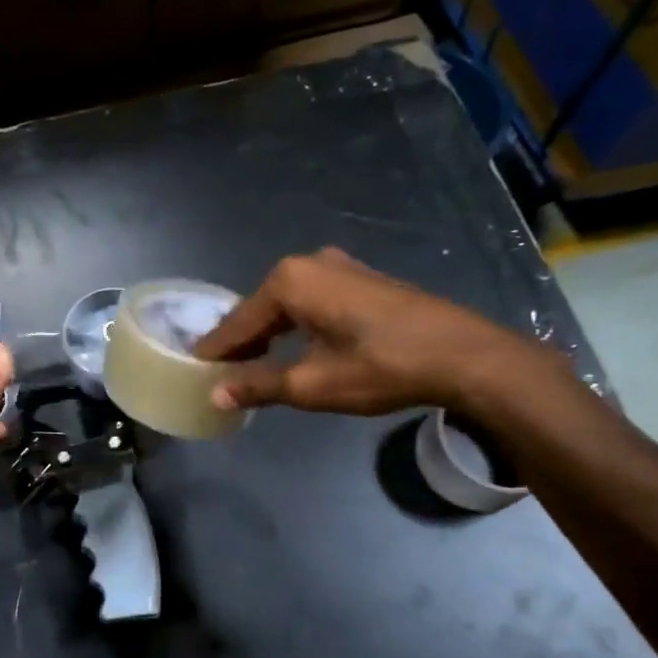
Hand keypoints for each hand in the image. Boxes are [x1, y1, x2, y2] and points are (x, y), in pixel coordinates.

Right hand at [194, 247, 553, 415]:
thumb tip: (215, 394)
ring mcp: (339, 267)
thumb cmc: (381, 367)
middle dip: (239, 343)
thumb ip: (258, 386)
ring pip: (286, 305)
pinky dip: (294, 326)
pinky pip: (311, 301)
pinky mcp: (361, 279)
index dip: (214, 352)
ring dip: (267, 335)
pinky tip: (292, 348)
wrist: (465, 355)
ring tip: (250, 367)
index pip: (237, 323)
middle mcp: (309, 263)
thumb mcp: (311, 384)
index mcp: (289, 282)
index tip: (191, 371)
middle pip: (259, 310)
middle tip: (219, 374)